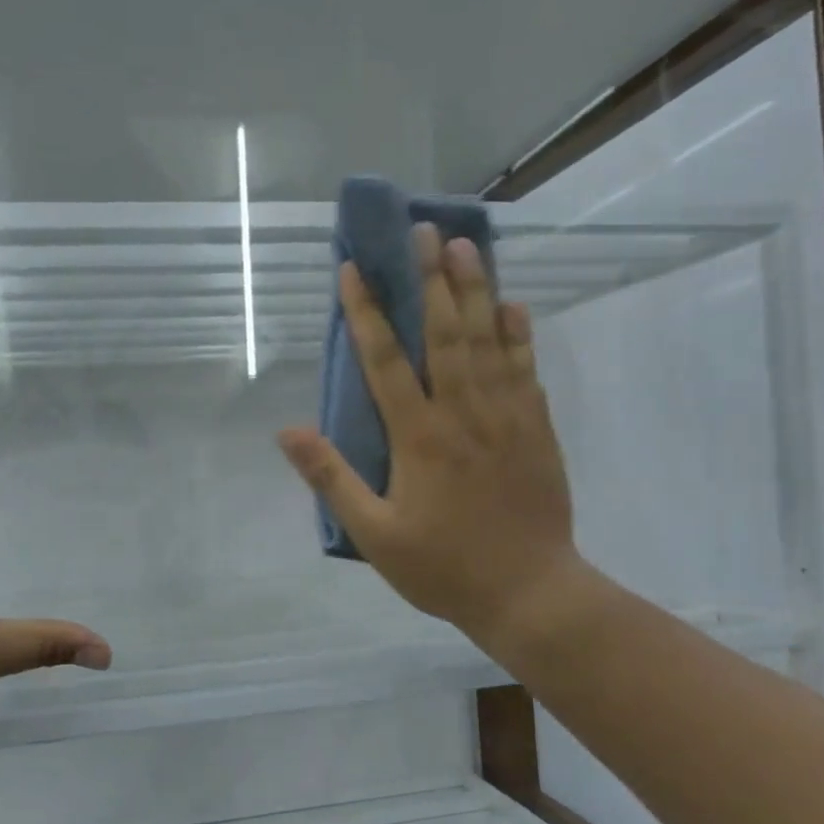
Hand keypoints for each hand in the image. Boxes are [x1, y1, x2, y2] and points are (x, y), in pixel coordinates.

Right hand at [277, 225, 598, 657]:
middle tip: (422, 230)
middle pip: (444, 333)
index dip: (366, 312)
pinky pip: (525, 368)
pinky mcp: (536, 428)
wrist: (530, 593)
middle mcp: (463, 412)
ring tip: (465, 245)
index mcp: (418, 437)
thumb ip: (332, 478)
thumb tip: (287, 431)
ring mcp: (506, 416)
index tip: (352, 270)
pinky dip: (518, 334)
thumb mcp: (374, 534)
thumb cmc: (443, 567)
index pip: (385, 360)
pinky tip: (512, 305)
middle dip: (429, 278)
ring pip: (488, 340)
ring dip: (475, 290)